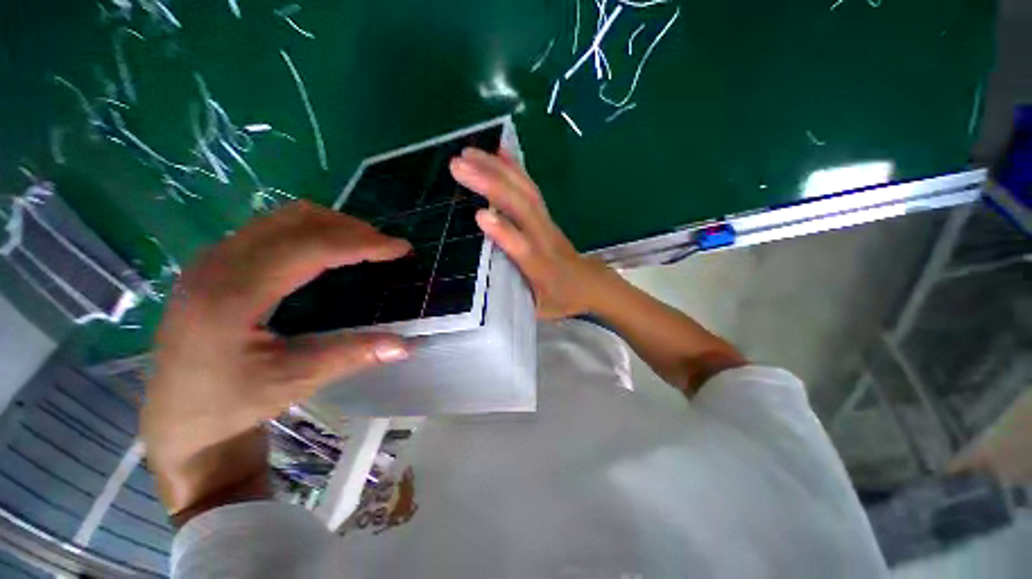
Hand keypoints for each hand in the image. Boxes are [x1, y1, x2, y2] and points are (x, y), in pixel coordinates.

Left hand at [143, 201, 411, 515]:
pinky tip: (328, 251)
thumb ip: (353, 355)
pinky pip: (271, 227)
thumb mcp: (295, 381)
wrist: (176, 416)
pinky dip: (310, 231)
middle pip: (296, 221)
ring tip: (364, 245)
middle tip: (386, 247)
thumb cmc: (230, 403)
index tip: (400, 247)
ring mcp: (213, 259)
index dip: (361, 243)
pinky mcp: (216, 262)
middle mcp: (218, 264)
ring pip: (283, 218)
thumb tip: (405, 346)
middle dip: (351, 228)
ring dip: (332, 225)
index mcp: (233, 295)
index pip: (309, 248)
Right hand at [449, 148, 607, 318]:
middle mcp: (545, 239)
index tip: (478, 216)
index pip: (523, 248)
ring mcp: (547, 222)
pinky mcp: (546, 215)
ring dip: (497, 168)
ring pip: (525, 191)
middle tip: (457, 165)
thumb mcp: (540, 310)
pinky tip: (498, 152)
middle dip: (491, 184)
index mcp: (542, 267)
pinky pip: (531, 188)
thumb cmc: (562, 298)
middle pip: (522, 208)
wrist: (591, 283)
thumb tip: (483, 292)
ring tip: (468, 152)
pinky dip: (515, 167)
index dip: (505, 233)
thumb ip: (515, 301)